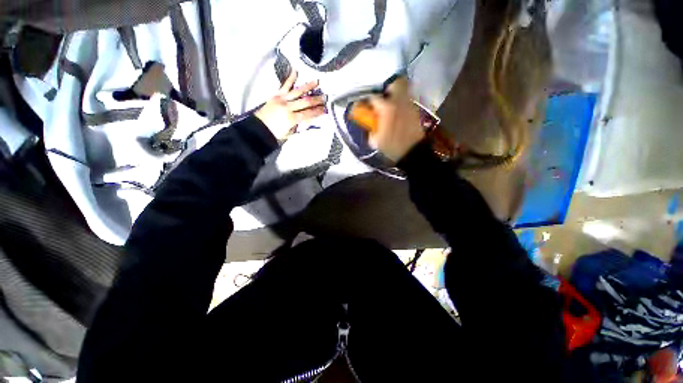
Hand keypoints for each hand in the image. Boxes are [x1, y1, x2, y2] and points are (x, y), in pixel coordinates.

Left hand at [255, 71, 326, 140]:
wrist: (259, 128)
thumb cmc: (276, 133)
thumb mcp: (291, 134)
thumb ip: (303, 128)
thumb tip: (316, 125)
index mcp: (292, 118)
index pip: (309, 113)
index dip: (318, 111)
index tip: (326, 109)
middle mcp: (288, 107)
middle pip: (306, 101)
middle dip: (317, 99)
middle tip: (325, 97)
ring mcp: (282, 99)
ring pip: (298, 91)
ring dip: (308, 86)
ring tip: (317, 82)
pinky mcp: (276, 95)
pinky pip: (285, 85)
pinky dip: (291, 78)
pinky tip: (296, 70)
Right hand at [368, 77, 424, 161]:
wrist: (412, 153)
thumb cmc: (392, 148)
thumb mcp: (375, 141)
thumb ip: (369, 128)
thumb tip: (367, 121)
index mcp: (387, 109)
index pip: (373, 97)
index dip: (366, 101)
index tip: (363, 106)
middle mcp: (399, 102)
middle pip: (396, 83)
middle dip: (387, 87)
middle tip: (382, 98)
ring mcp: (410, 105)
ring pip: (404, 89)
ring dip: (396, 94)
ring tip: (390, 104)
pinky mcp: (415, 110)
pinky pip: (407, 100)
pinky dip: (401, 102)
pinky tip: (397, 112)